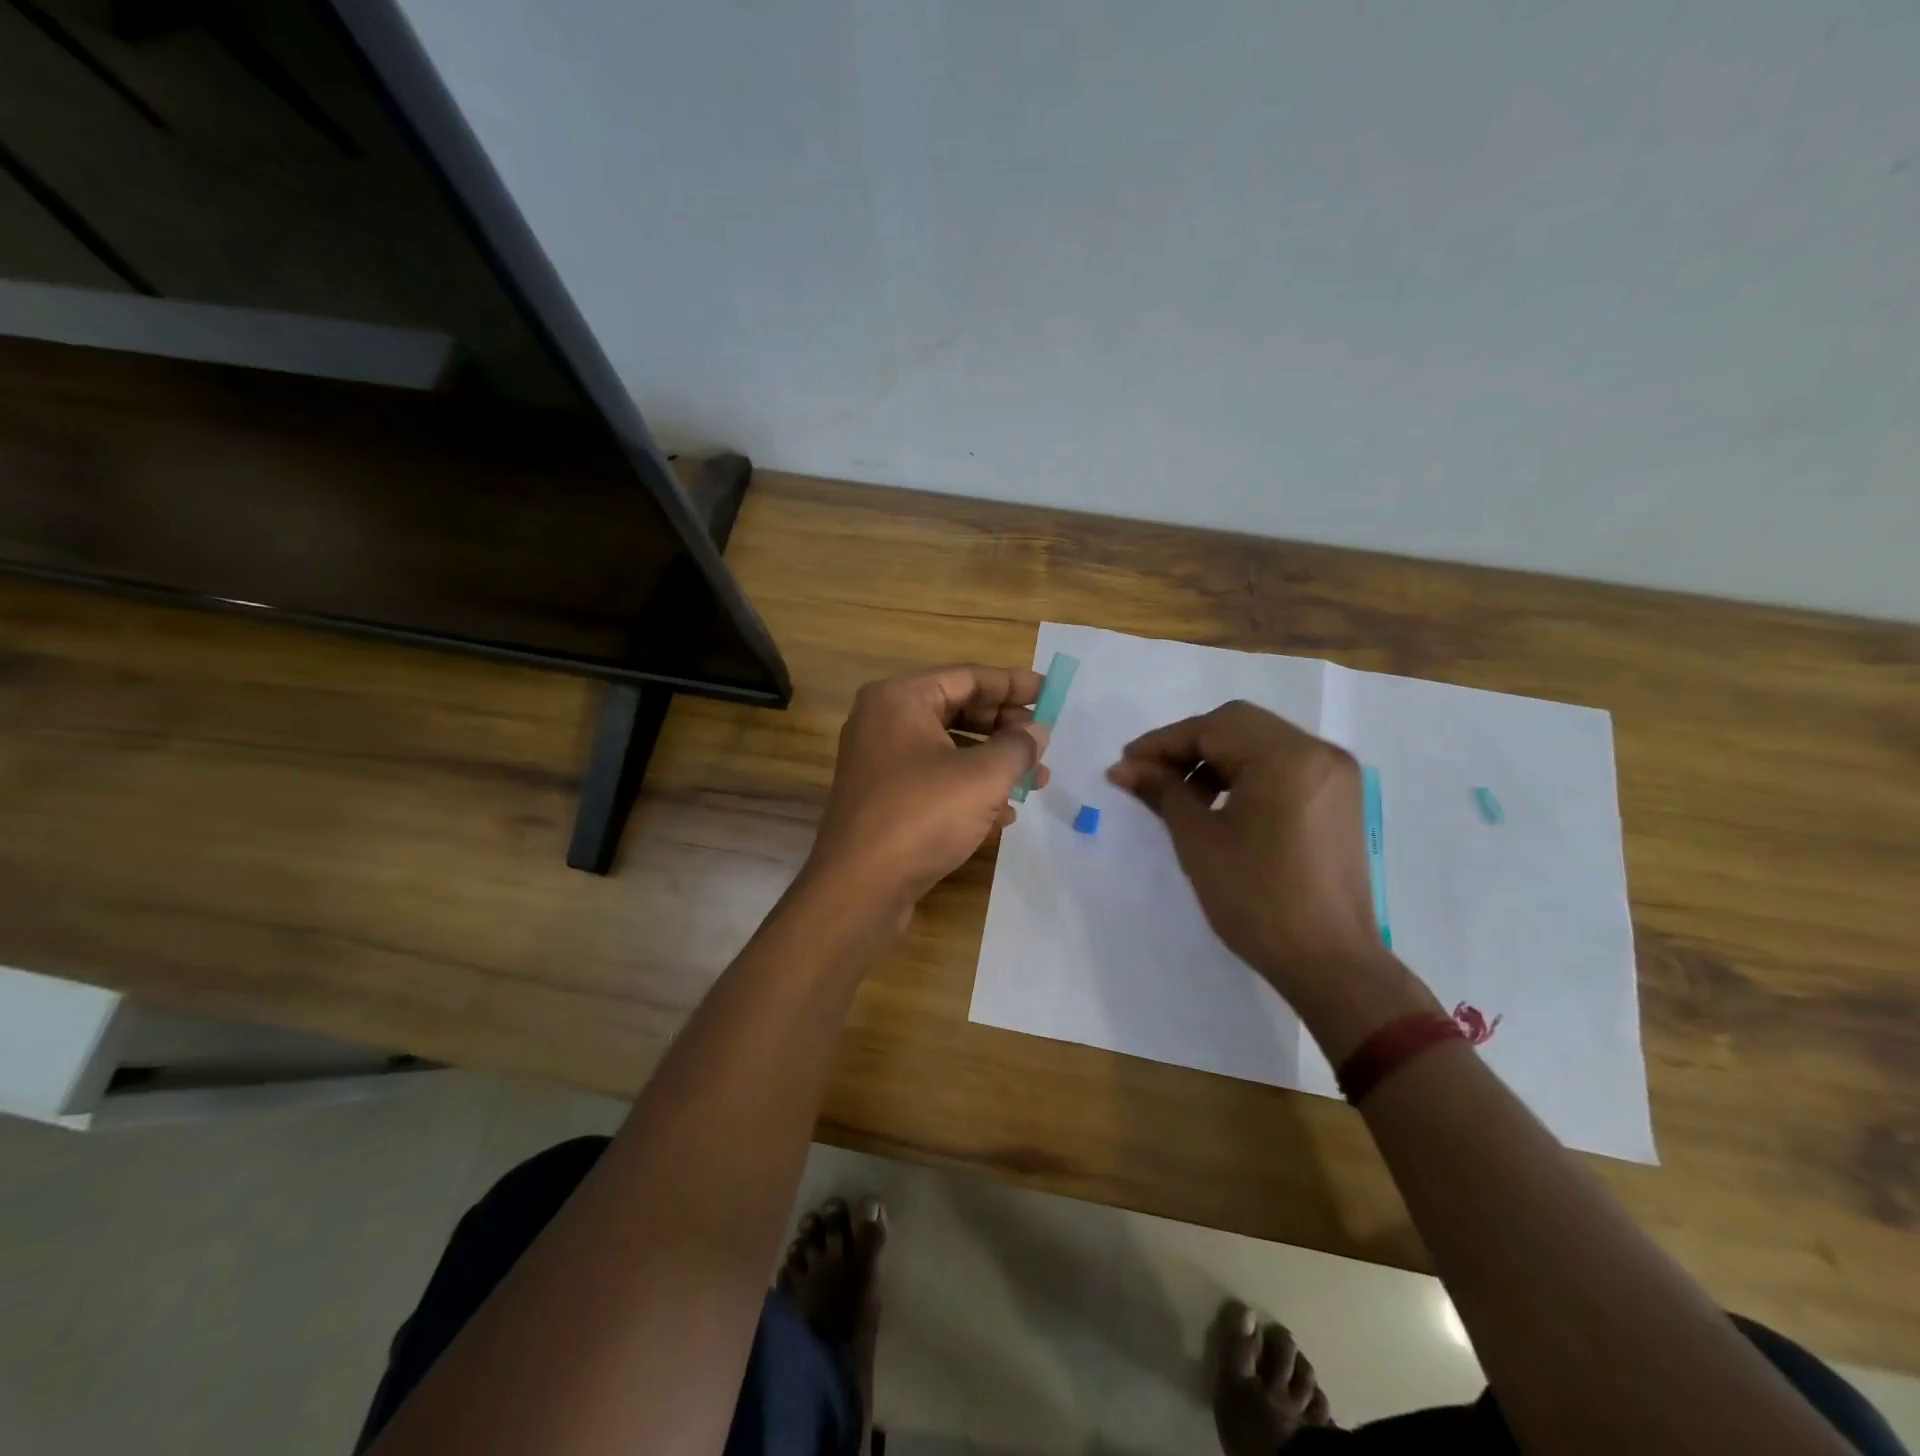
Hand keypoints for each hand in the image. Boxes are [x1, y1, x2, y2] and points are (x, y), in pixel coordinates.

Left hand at [807, 664, 1049, 914]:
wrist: (860, 888)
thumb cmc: (923, 816)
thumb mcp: (983, 776)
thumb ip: (1017, 746)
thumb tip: (1037, 731)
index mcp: (900, 699)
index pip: (967, 677)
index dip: (1013, 684)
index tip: (1051, 692)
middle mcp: (884, 722)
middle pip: (957, 710)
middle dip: (1005, 727)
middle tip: (1043, 740)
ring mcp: (881, 763)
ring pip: (949, 749)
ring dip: (994, 762)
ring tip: (1036, 780)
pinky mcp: (884, 800)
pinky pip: (935, 780)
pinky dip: (970, 789)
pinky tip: (1005, 813)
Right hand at [1106, 701, 1386, 996]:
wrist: (1329, 962)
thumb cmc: (1256, 899)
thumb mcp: (1199, 840)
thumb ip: (1162, 791)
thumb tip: (1123, 768)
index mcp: (1286, 758)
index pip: (1212, 728)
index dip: (1162, 743)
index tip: (1125, 764)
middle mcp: (1318, 752)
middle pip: (1238, 727)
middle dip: (1188, 747)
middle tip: (1149, 775)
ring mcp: (1335, 774)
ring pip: (1261, 743)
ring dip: (1215, 759)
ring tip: (1180, 795)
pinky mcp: (1339, 798)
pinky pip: (1282, 766)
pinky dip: (1246, 774)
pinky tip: (1219, 803)